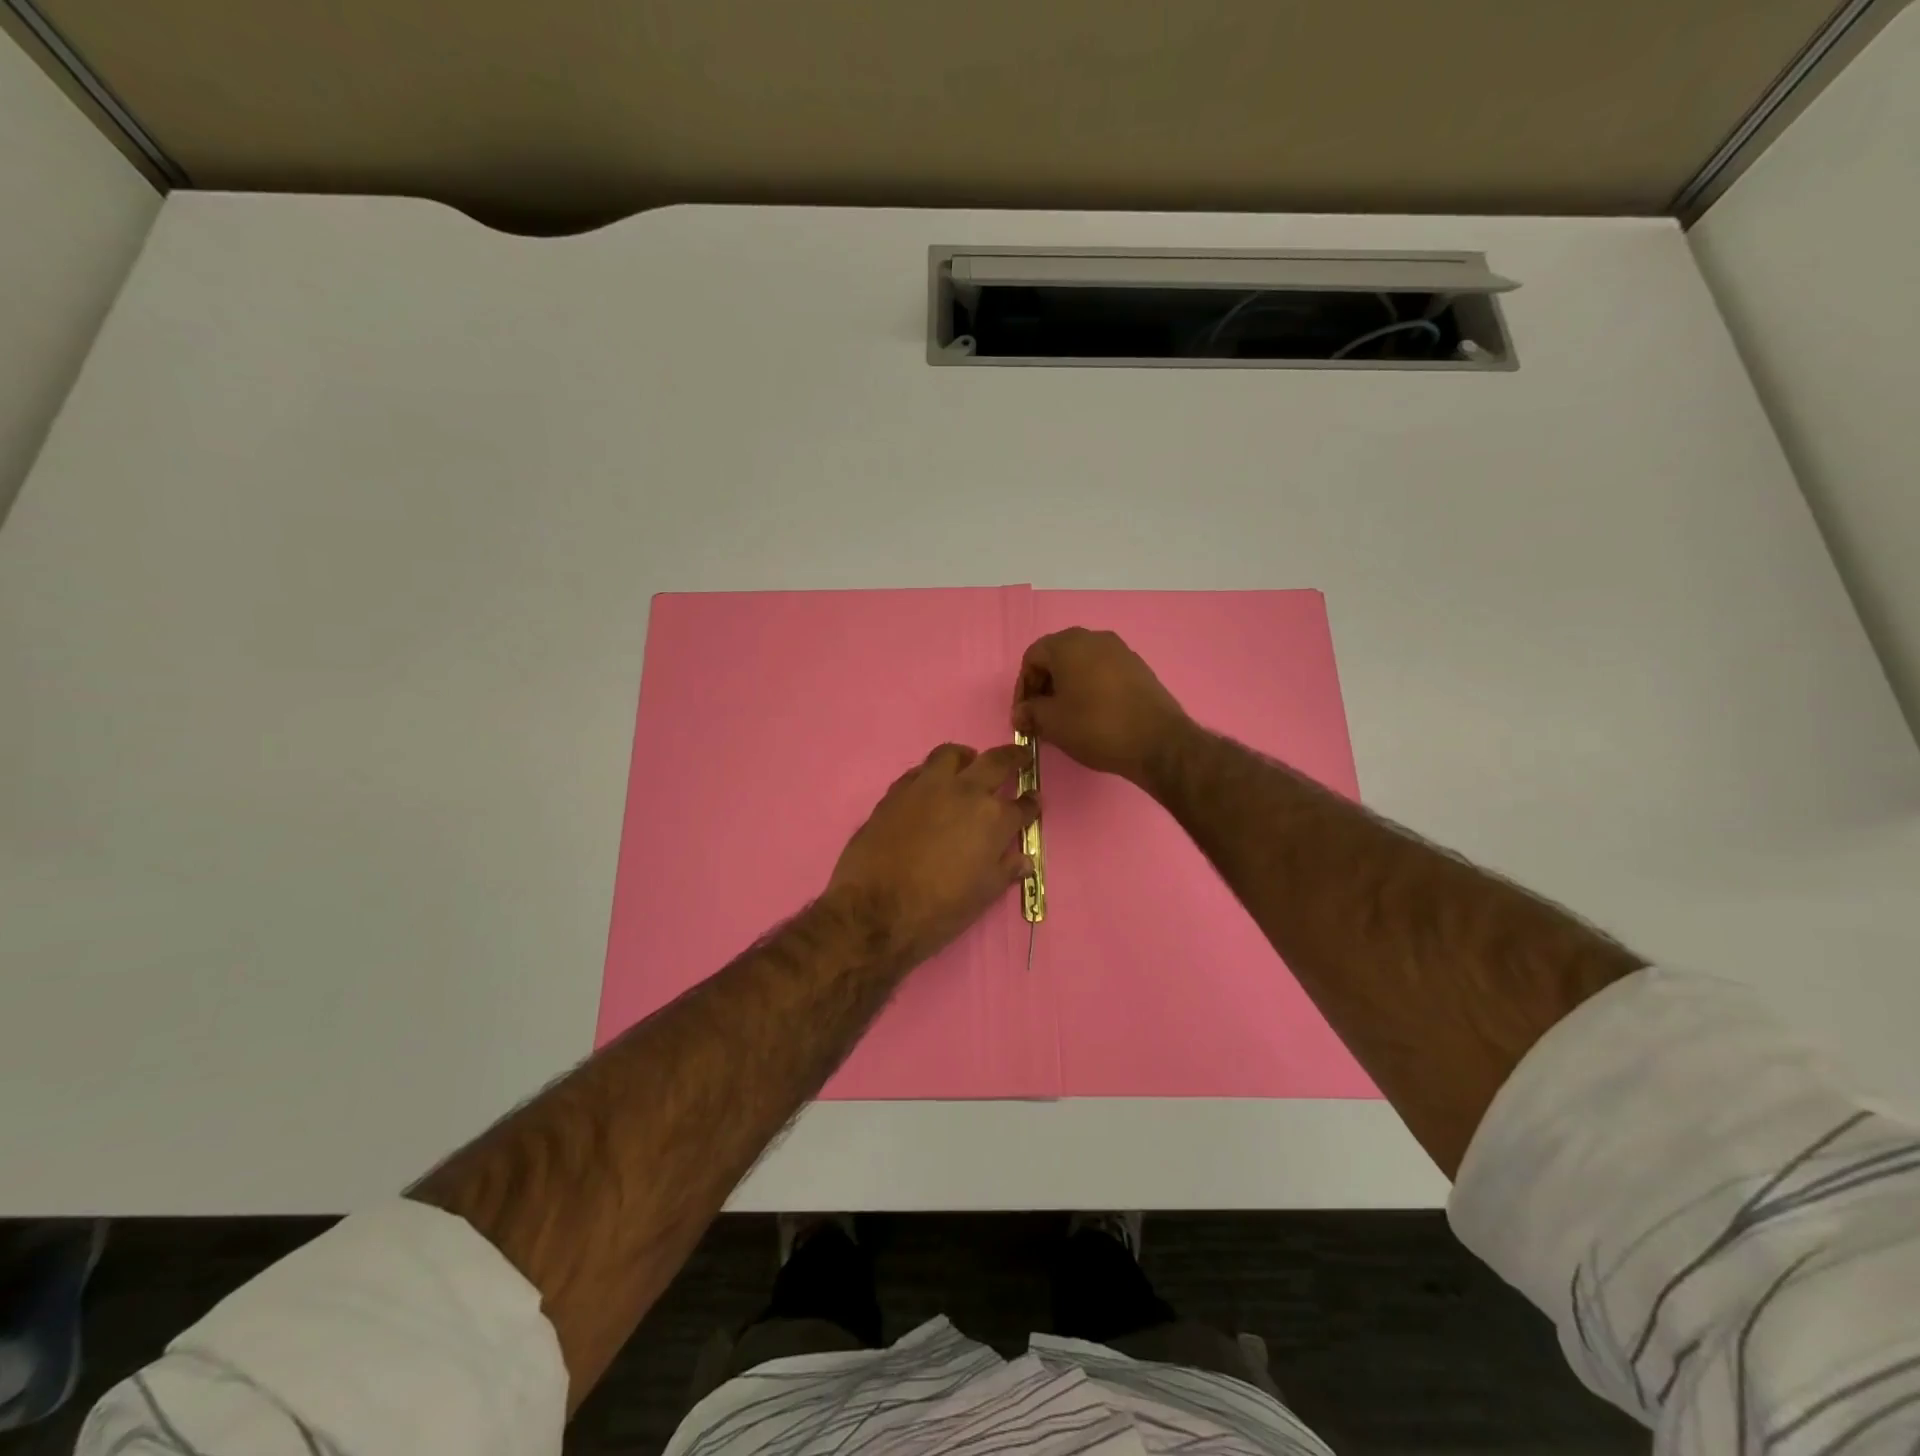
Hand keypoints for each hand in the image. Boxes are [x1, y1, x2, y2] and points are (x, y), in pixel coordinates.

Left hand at [827, 743, 1036, 965]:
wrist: (876, 910)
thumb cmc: (939, 909)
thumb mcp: (983, 894)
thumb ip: (1006, 869)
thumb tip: (1024, 858)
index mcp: (993, 819)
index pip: (1022, 805)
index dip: (1031, 804)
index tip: (1033, 800)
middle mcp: (965, 792)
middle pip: (995, 762)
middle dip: (1012, 758)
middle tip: (1018, 757)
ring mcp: (927, 787)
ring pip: (951, 755)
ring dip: (966, 758)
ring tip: (968, 765)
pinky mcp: (896, 791)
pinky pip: (918, 771)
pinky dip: (930, 774)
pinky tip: (929, 788)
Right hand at [1011, 628, 1189, 783]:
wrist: (1157, 742)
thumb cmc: (1095, 726)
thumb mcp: (1052, 723)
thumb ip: (1030, 713)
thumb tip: (1022, 713)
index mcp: (1068, 644)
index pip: (1032, 658)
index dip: (1023, 687)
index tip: (1023, 715)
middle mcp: (1095, 638)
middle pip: (1057, 657)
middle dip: (1044, 686)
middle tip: (1040, 716)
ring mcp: (1120, 651)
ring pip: (1081, 665)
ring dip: (1067, 688)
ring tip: (1064, 718)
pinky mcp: (1139, 668)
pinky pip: (1103, 673)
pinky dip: (1090, 689)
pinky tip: (1091, 715)